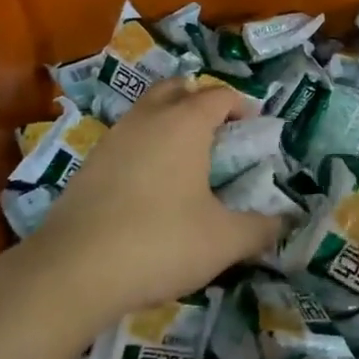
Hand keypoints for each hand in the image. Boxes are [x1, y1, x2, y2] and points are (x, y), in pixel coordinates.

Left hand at [23, 78, 281, 320]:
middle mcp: (149, 117)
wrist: (74, 269)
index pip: (219, 95)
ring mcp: (114, 137)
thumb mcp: (223, 241)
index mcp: (186, 123)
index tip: (252, 128)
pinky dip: (142, 147)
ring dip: (167, 121)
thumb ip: (260, 228)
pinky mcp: (89, 163)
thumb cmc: (160, 242)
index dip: (240, 106)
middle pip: (177, 88)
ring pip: (146, 111)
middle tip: (215, 132)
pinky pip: (125, 139)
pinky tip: (148, 186)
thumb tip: (284, 221)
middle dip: (198, 100)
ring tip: (183, 160)